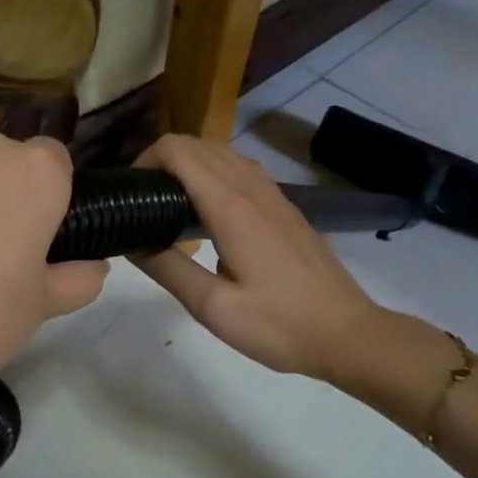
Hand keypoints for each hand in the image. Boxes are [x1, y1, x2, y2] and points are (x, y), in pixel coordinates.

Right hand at [129, 136, 382, 380]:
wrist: (347, 333)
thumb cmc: (279, 325)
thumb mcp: (214, 309)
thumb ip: (169, 270)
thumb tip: (131, 242)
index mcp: (231, 207)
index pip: (178, 151)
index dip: (145, 160)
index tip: (130, 193)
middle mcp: (252, 188)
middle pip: (197, 144)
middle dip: (161, 160)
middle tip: (142, 202)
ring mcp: (273, 194)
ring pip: (221, 152)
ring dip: (188, 164)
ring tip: (168, 205)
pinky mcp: (284, 206)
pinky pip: (240, 169)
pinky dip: (212, 173)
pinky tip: (206, 213)